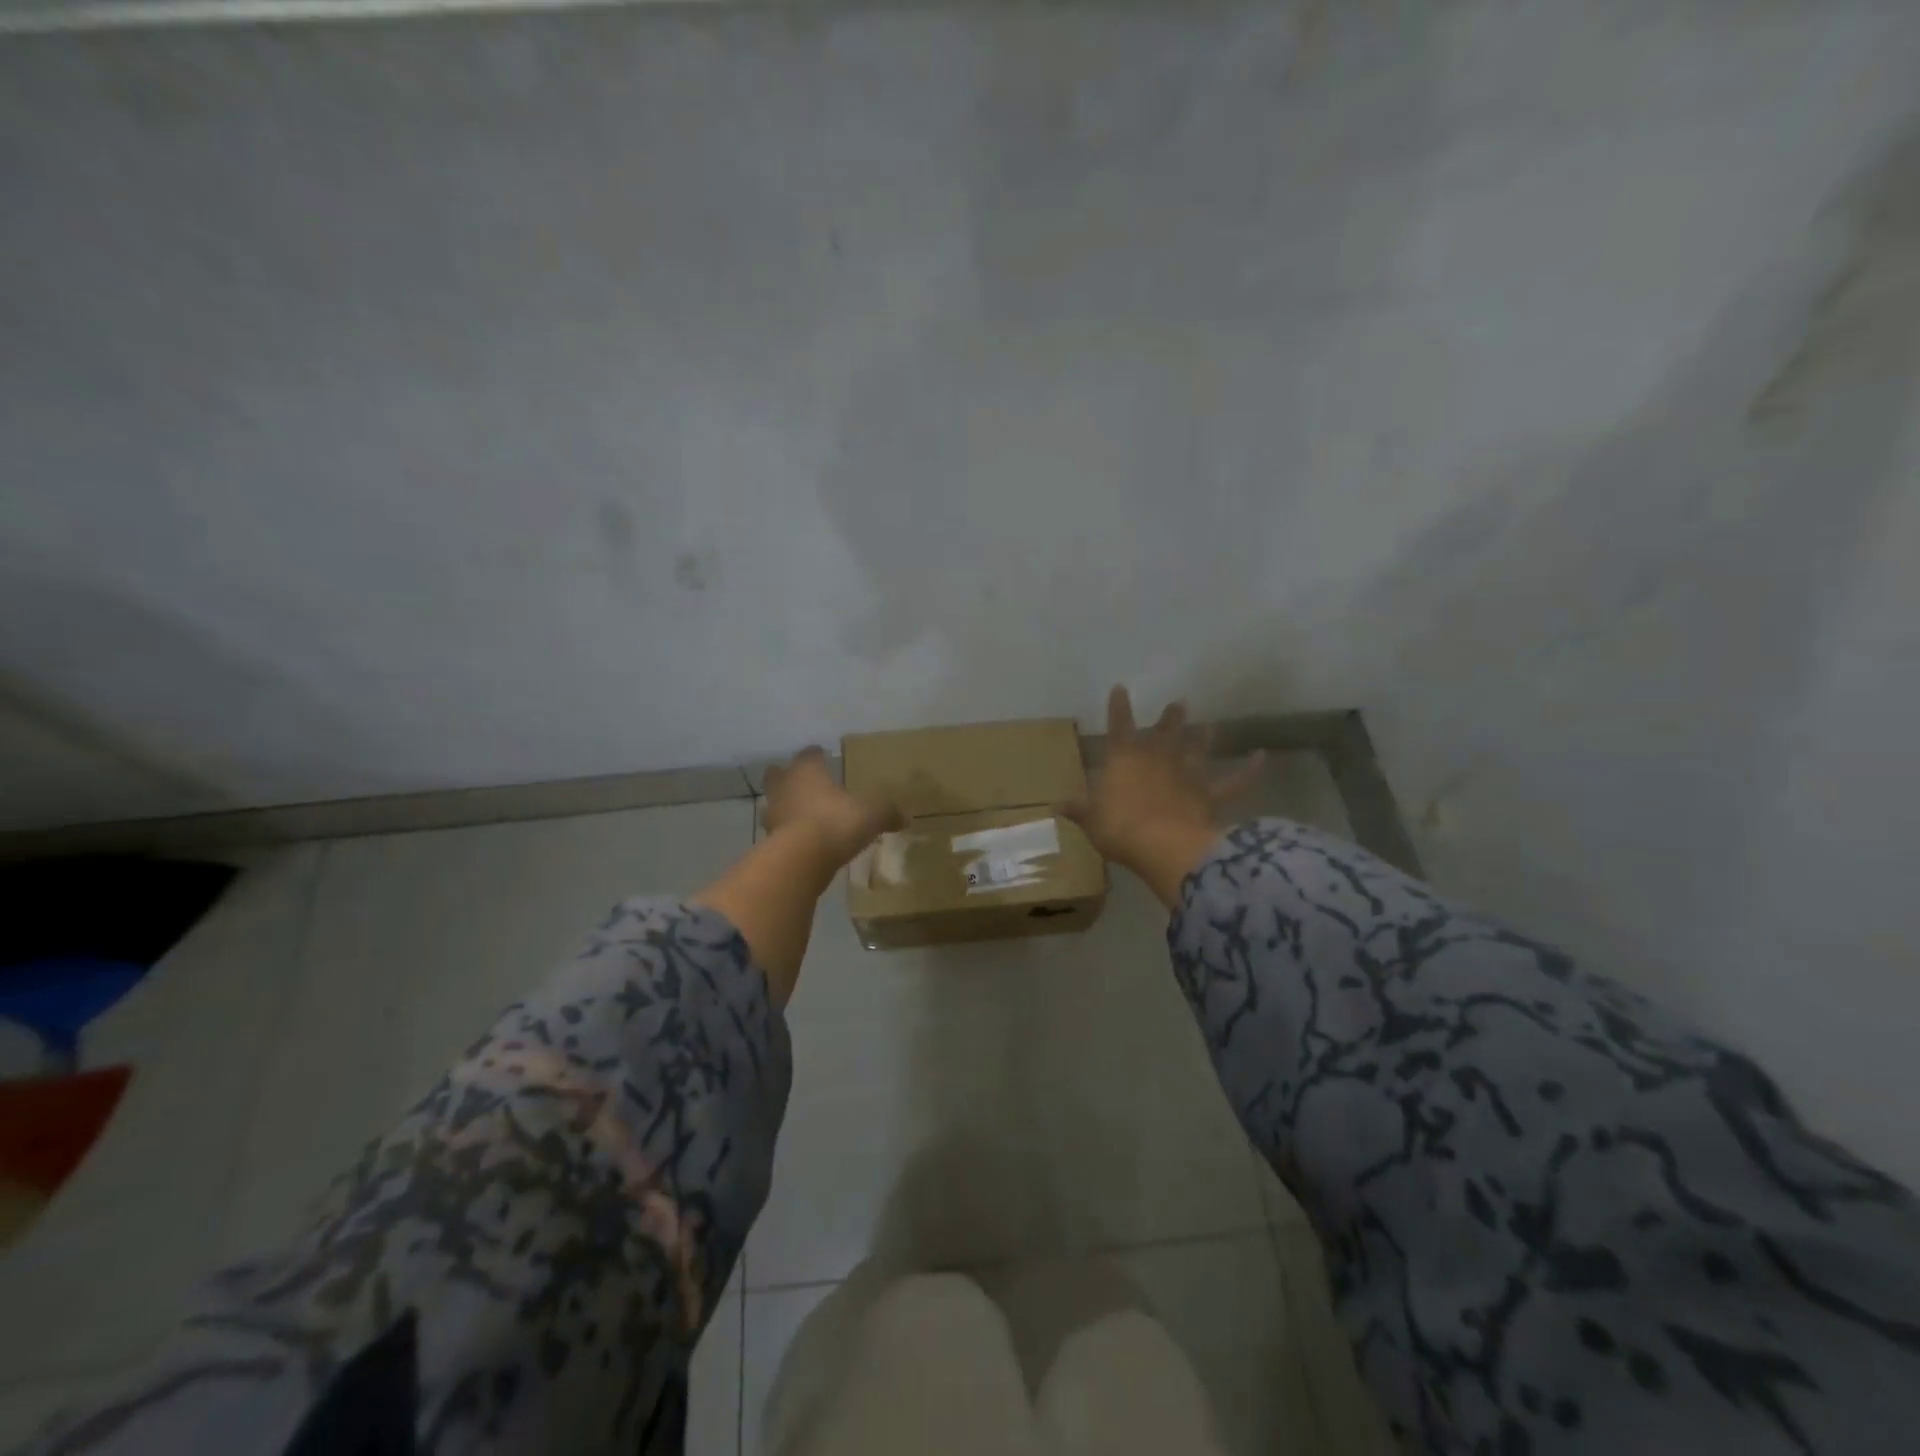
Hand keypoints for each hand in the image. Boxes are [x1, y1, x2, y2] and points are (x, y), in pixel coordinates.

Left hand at [762, 747, 903, 867]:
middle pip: (779, 774)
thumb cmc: (835, 823)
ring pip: (776, 802)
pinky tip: (804, 841)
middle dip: (790, 776)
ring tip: (806, 815)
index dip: (816, 755)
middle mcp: (785, 786)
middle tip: (806, 783)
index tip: (823, 756)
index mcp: (807, 770)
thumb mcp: (872, 815)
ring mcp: (773, 814)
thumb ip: (887, 813)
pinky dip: (789, 832)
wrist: (800, 860)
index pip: (809, 754)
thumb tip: (906, 817)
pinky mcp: (769, 840)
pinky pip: (779, 830)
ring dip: (787, 806)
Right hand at [1061, 686, 1264, 907]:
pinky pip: (1235, 781)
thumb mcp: (1091, 822)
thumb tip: (1055, 805)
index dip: (1118, 708)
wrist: (1164, 846)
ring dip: (1203, 738)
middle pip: (1165, 732)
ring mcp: (1188, 775)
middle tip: (1179, 704)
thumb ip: (1078, 811)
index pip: (1119, 727)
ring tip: (1210, 725)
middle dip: (1171, 718)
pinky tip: (1262, 757)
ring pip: (1198, 750)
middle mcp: (1157, 758)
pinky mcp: (1211, 795)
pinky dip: (1249, 770)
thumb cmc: (1120, 830)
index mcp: (1123, 759)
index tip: (1120, 688)